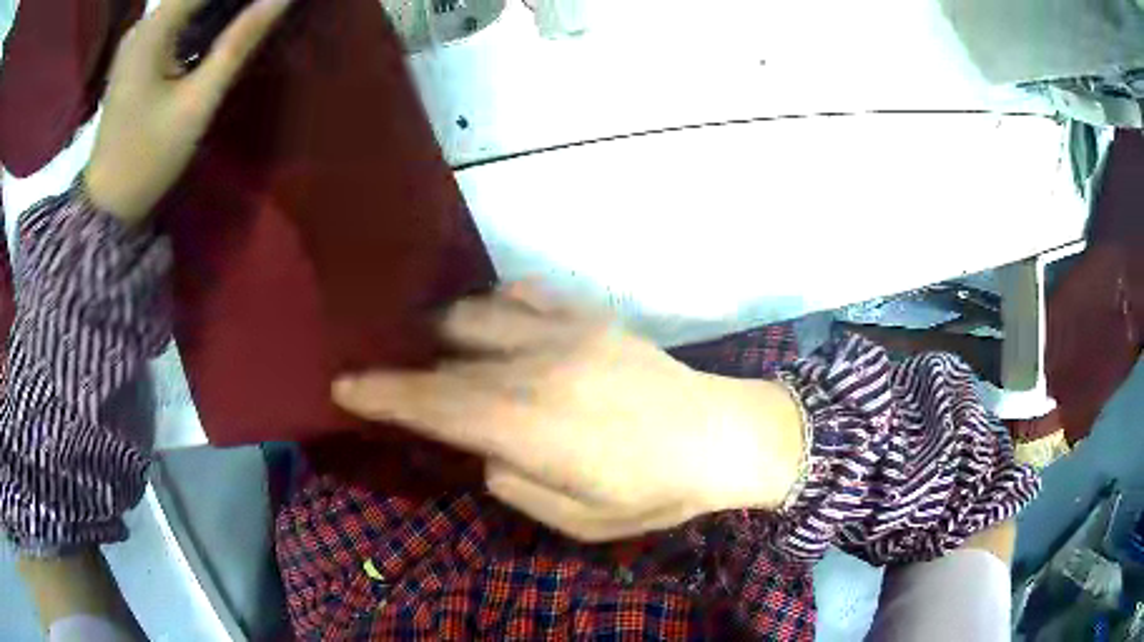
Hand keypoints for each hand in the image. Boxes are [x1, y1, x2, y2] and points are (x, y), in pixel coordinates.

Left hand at [84, 0, 291, 223]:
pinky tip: (220, 27)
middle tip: (264, 7)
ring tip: (250, 11)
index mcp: (153, 30)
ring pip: (185, 3)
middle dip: (229, 0)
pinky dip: (201, 16)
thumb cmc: (148, 157)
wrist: (106, 204)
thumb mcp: (197, 102)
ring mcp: (137, 40)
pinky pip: (175, 19)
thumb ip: (239, 43)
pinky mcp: (136, 55)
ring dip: (216, 6)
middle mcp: (143, 25)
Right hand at [333, 283, 805, 541]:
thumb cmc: (653, 493)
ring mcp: (563, 331)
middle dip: (403, 363)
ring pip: (476, 312)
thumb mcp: (576, 519)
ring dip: (443, 329)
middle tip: (384, 369)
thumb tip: (482, 447)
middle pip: (445, 355)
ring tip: (432, 344)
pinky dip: (492, 305)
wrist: (722, 436)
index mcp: (528, 427)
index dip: (380, 393)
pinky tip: (490, 319)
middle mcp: (534, 367)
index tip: (342, 384)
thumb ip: (512, 481)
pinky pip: (522, 293)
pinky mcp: (589, 315)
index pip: (432, 404)